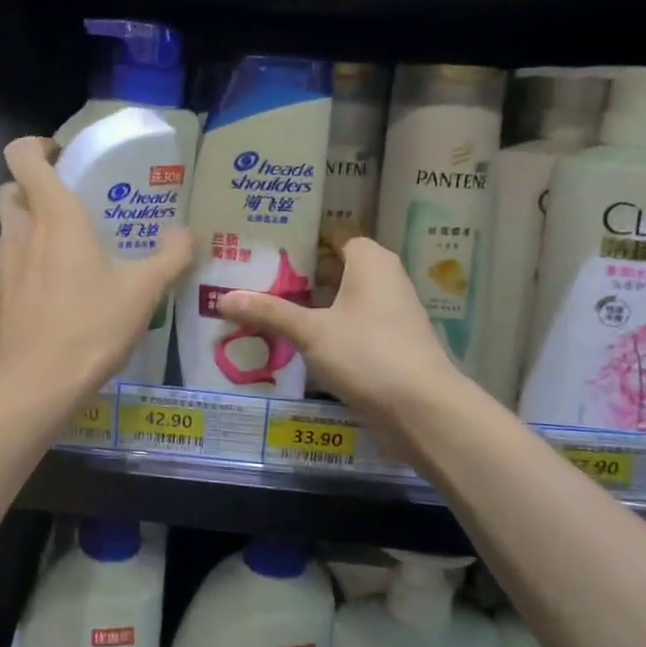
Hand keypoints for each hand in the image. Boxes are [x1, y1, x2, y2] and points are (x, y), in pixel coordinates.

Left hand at [0, 137, 192, 402]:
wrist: (34, 386)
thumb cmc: (91, 327)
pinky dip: (16, 273)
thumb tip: (187, 233)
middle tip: (67, 214)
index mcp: (55, 216)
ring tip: (58, 263)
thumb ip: (170, 256)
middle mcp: (18, 232)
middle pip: (10, 191)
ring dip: (25, 236)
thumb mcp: (143, 292)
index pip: (22, 155)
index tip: (60, 159)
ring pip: (4, 233)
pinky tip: (41, 302)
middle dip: (32, 193)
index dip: (36, 147)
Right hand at [218, 238, 460, 440]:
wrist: (423, 410)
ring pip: (340, 300)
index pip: (332, 236)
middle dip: (297, 275)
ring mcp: (388, 314)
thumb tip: (222, 298)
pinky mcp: (388, 344)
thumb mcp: (311, 331)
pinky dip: (323, 330)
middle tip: (253, 277)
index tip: (264, 246)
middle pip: (333, 268)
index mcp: (370, 261)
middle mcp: (384, 279)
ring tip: (263, 308)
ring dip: (308, 306)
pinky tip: (292, 341)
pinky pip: (348, 326)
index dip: (300, 239)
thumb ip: (268, 312)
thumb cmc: (367, 353)